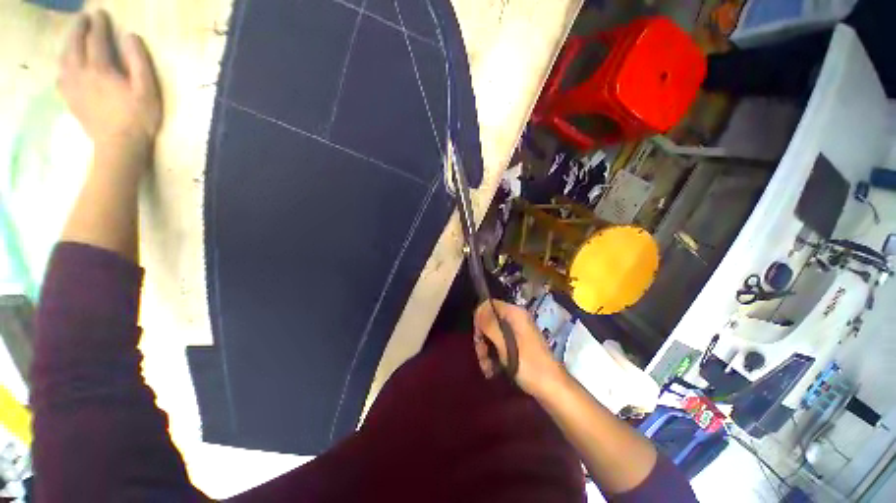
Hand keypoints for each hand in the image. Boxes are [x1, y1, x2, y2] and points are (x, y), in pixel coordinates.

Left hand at [58, 11, 161, 149]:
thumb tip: (130, 36)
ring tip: (73, 38)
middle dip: (79, 29)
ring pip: (64, 58)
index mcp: (100, 68)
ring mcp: (72, 87)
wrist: (119, 146)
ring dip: (68, 44)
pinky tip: (66, 64)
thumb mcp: (147, 89)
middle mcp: (80, 73)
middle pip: (75, 45)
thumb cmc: (138, 117)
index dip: (99, 24)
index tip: (101, 13)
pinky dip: (63, 65)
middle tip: (84, 18)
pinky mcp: (70, 99)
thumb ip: (138, 61)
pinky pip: (61, 76)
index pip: (97, 39)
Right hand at [473, 300, 564, 395]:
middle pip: (489, 321)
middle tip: (482, 357)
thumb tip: (478, 309)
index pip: (488, 305)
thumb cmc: (529, 365)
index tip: (479, 338)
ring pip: (492, 334)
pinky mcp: (518, 344)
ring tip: (487, 369)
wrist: (552, 388)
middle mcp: (515, 318)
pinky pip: (499, 343)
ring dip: (486, 350)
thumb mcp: (505, 345)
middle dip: (482, 339)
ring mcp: (517, 331)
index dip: (480, 319)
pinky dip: (493, 355)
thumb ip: (490, 325)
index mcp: (514, 313)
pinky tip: (492, 370)